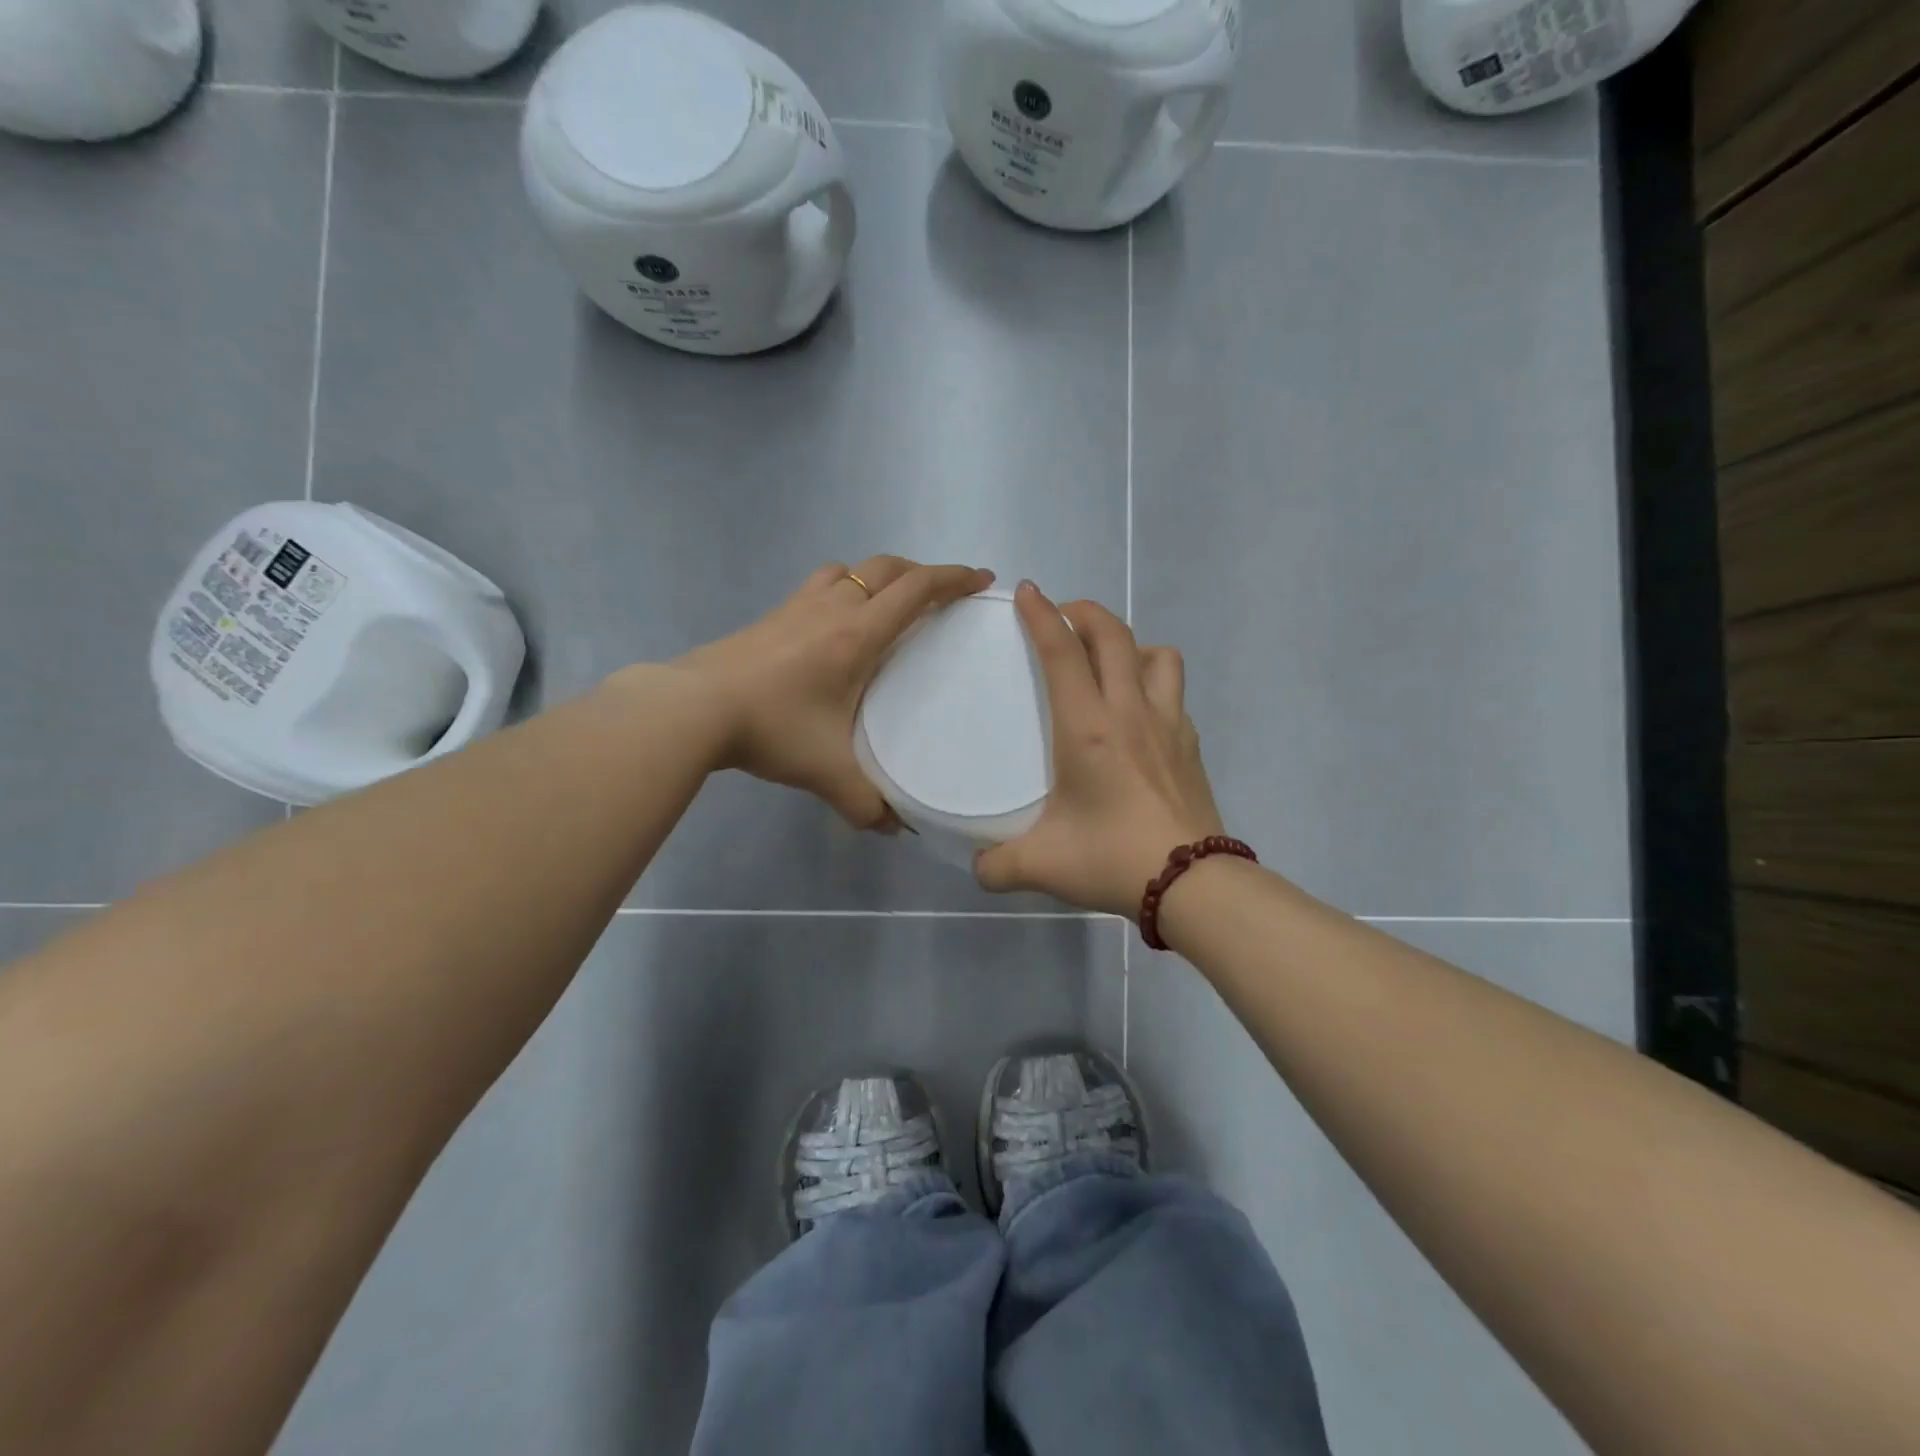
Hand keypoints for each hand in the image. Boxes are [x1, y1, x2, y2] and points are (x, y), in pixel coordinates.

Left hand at [676, 556, 995, 827]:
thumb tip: (894, 828)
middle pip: (889, 567)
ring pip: (851, 568)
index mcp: (859, 633)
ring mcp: (798, 605)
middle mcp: (834, 607)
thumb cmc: (771, 728)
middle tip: (945, 593)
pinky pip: (821, 584)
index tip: (983, 580)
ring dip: (881, 575)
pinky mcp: (772, 615)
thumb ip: (866, 802)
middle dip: (924, 572)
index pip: (918, 589)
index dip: (955, 578)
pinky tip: (837, 620)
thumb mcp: (827, 772)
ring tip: (893, 601)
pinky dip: (844, 587)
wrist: (693, 707)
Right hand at [975, 582, 1223, 916]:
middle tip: (1064, 616)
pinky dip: (1154, 683)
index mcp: (1088, 728)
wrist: (1192, 883)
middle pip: (1114, 635)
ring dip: (1131, 644)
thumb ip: (997, 865)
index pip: (1063, 653)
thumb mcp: (1041, 865)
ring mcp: (1168, 725)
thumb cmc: (1112, 859)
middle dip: (1086, 612)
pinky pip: (1174, 692)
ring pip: (1158, 655)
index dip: (1042, 615)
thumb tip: (978, 866)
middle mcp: (1130, 712)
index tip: (1027, 591)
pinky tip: (1139, 713)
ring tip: (1110, 662)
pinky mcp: (1190, 745)